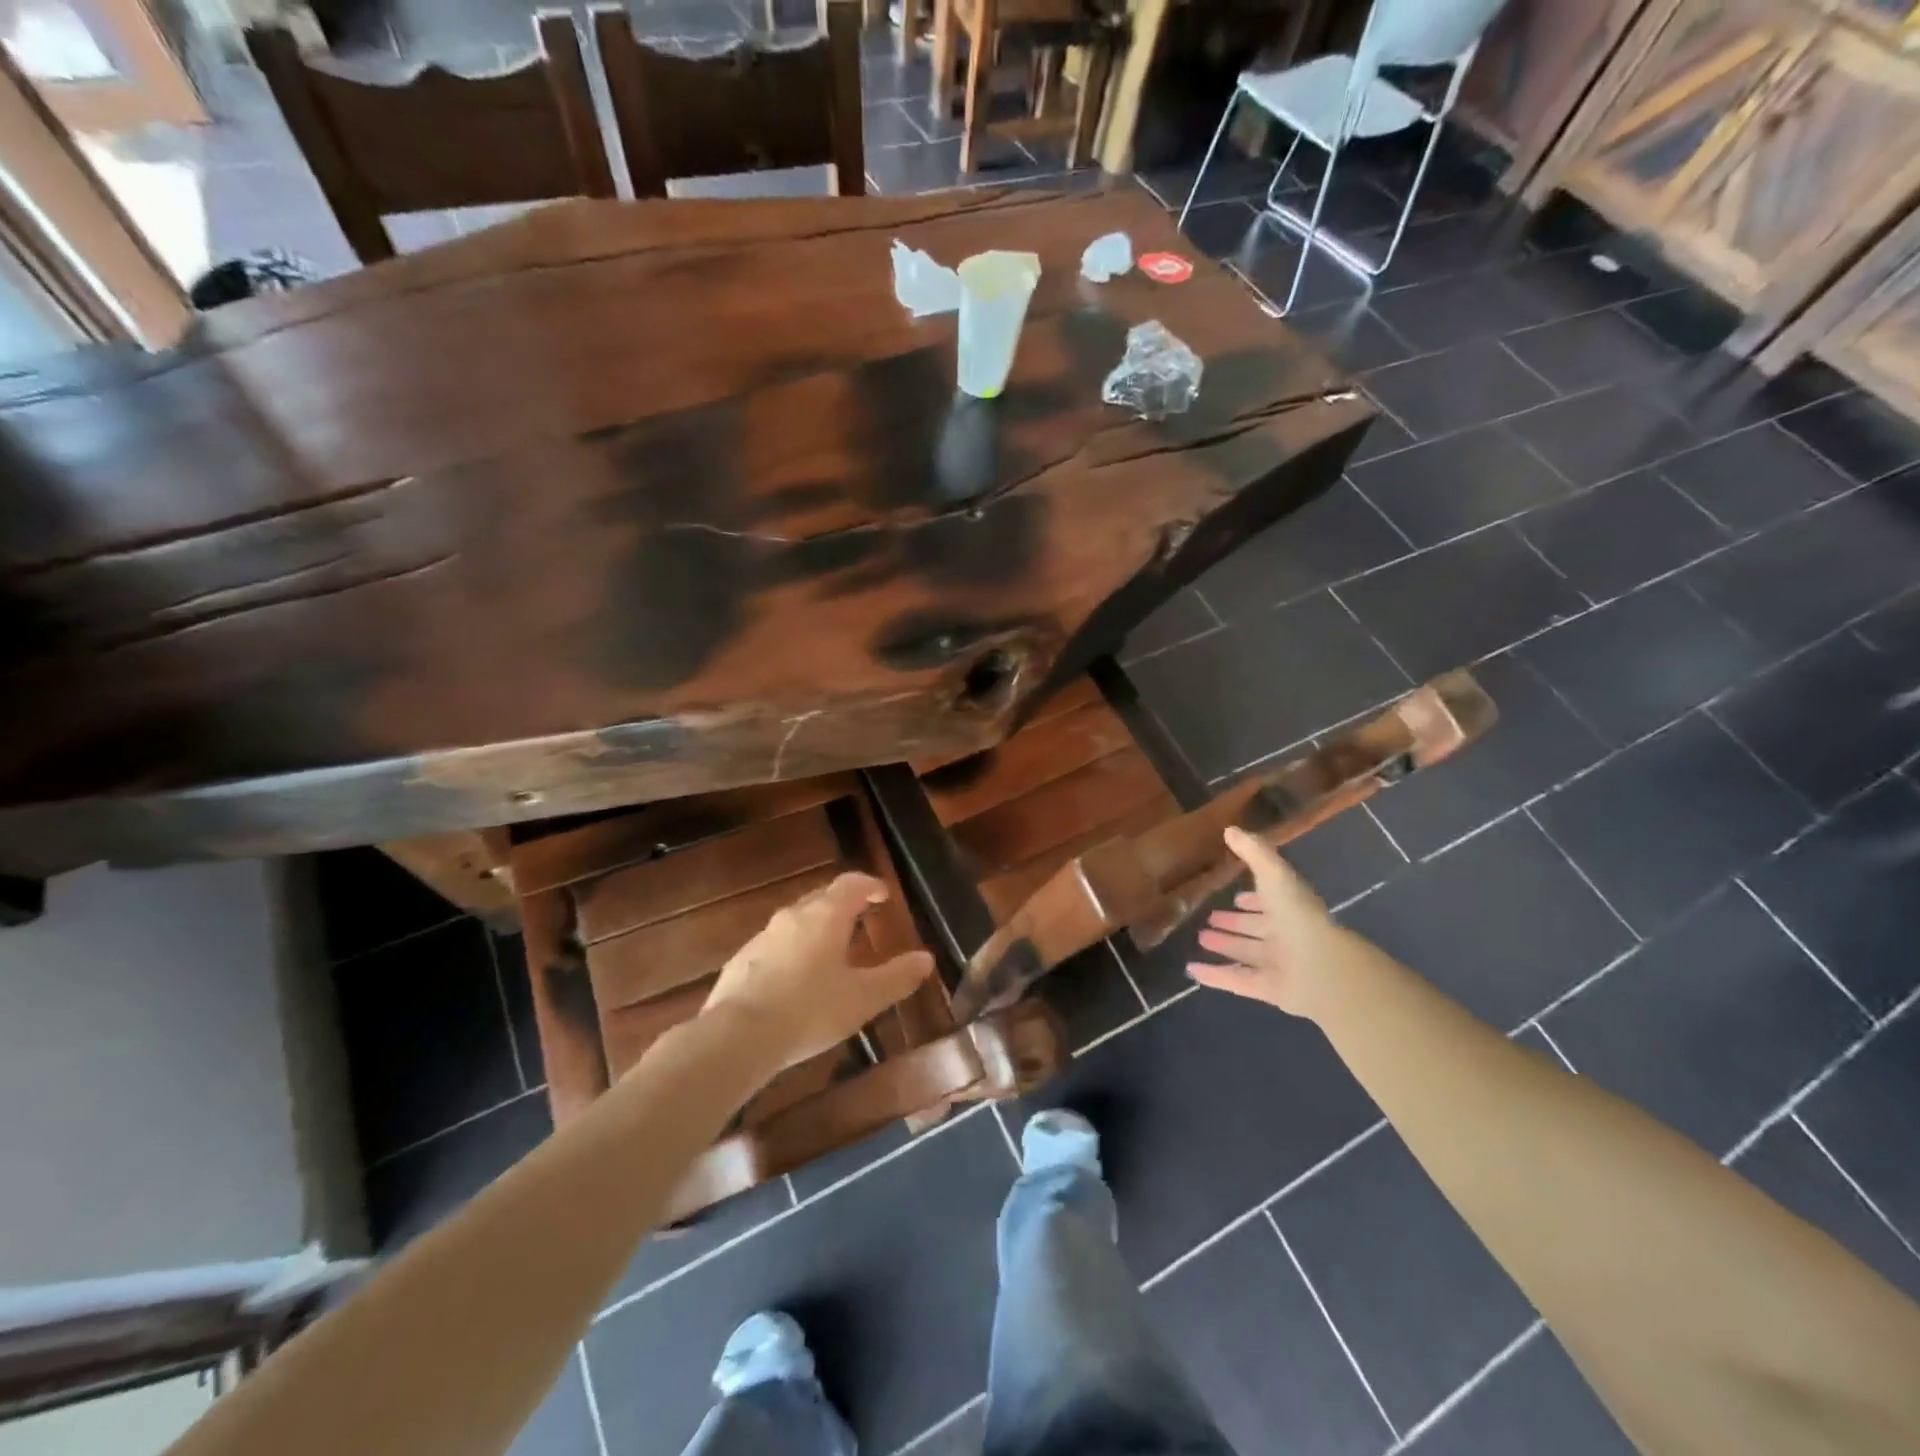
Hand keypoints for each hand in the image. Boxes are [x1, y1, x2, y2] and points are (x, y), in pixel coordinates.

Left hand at [704, 872, 934, 1071]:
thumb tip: (926, 959)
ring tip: (831, 950)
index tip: (883, 894)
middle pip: (822, 897)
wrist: (736, 1037)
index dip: (870, 885)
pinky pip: (774, 945)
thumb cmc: (809, 1011)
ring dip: (816, 927)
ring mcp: (762, 937)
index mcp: (826, 916)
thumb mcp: (862, 998)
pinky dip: (792, 951)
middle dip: (843, 903)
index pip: (851, 884)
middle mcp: (793, 916)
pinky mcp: (740, 961)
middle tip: (860, 917)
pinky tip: (795, 979)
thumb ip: (896, 977)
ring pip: (796, 921)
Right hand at [1186, 827, 1351, 1018]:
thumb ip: (1254, 852)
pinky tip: (1192, 970)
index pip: (1269, 901)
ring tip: (1200, 938)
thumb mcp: (1275, 875)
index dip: (1252, 899)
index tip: (1234, 896)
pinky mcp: (1267, 989)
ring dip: (1225, 945)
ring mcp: (1277, 964)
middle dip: (1235, 922)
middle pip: (1256, 929)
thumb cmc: (1299, 915)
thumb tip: (1230, 829)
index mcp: (1290, 909)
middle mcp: (1285, 936)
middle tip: (1210, 917)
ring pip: (1246, 953)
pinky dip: (1214, 976)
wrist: (1322, 967)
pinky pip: (1236, 980)